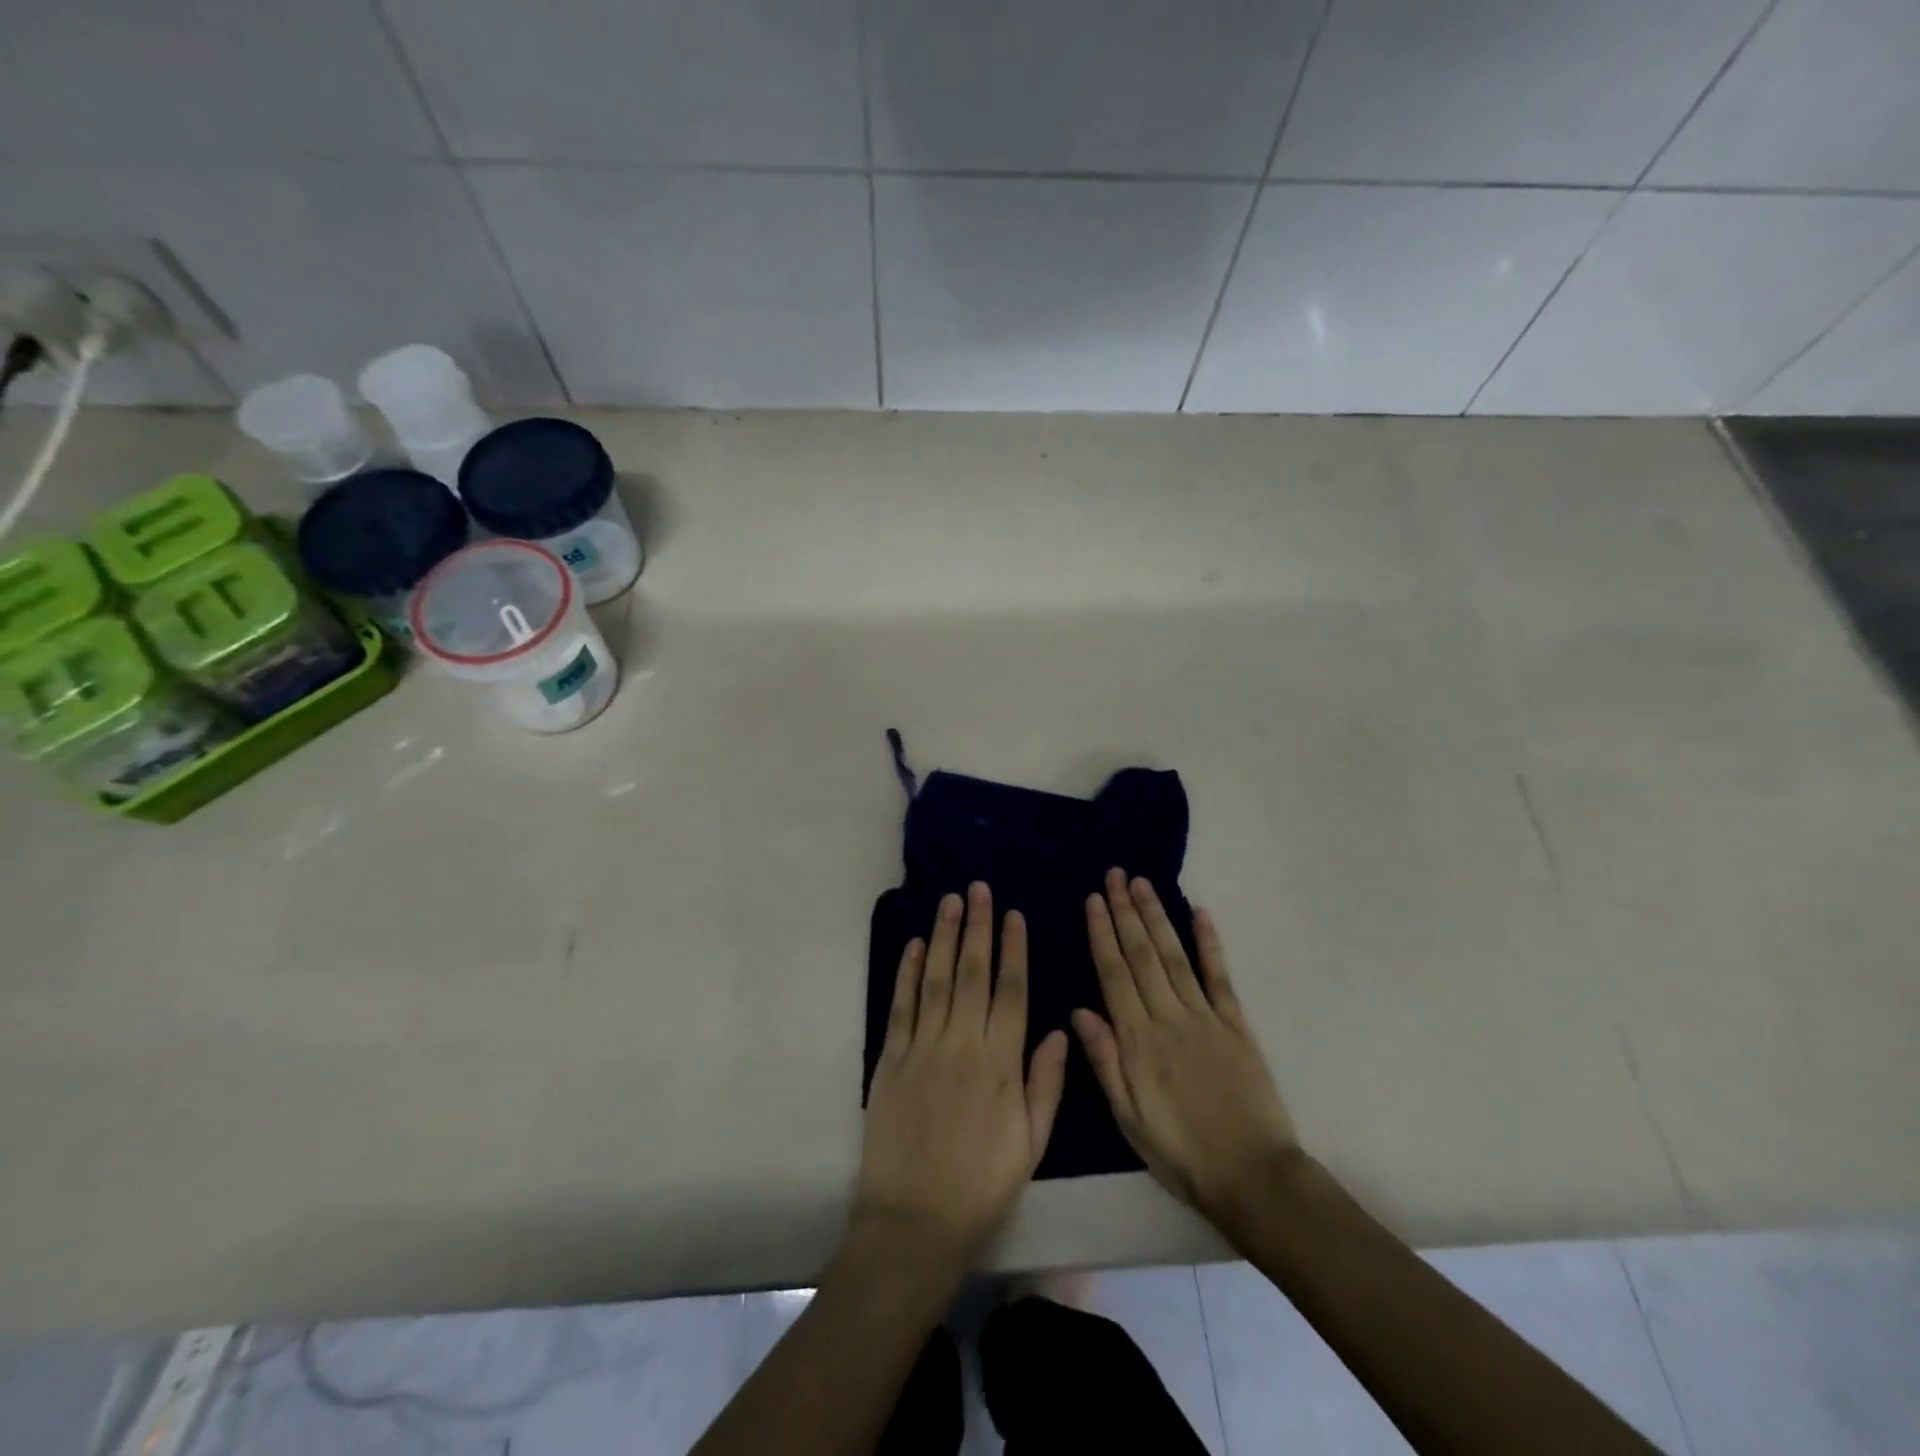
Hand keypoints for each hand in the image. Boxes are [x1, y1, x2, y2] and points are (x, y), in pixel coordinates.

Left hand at [855, 883, 1069, 1267]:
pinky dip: (906, 973)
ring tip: (949, 901)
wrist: (915, 1222)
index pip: (1010, 990)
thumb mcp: (1031, 1142)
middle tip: (978, 889)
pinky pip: (901, 1006)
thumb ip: (1046, 1082)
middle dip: (976, 927)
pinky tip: (912, 945)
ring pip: (935, 979)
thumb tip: (1060, 1029)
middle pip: (971, 972)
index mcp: (1000, 1062)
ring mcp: (922, 1047)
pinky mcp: (891, 1059)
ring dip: (942, 936)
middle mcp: (962, 1043)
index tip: (1012, 915)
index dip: (1012, 949)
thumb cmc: (982, 1185)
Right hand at [1073, 870, 1298, 1229]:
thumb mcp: (1129, 1118)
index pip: (1113, 974)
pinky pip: (1219, 976)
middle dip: (1125, 911)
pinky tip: (1200, 914)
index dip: (1102, 934)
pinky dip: (1209, 943)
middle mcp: (1168, 1017)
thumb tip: (1079, 1012)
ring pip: (1174, 955)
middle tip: (1115, 875)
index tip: (1094, 900)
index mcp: (1138, 1040)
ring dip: (1156, 917)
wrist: (1253, 1177)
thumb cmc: (1181, 1153)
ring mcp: (1205, 1016)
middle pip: (1141, 955)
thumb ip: (1105, 1062)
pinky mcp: (1236, 1024)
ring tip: (1142, 884)